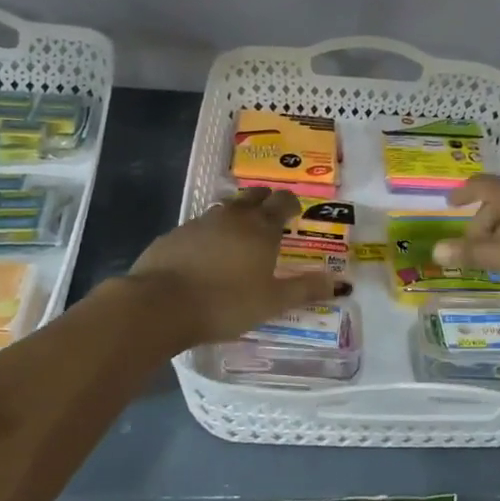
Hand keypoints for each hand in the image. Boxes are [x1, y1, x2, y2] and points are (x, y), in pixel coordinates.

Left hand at [130, 189, 347, 344]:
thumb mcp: (272, 302)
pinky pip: (198, 227)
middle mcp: (233, 217)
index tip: (295, 213)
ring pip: (225, 209)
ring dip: (236, 215)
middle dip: (265, 200)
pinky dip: (208, 234)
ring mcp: (200, 223)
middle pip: (253, 196)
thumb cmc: (225, 303)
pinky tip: (205, 254)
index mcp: (261, 228)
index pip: (282, 202)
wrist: (160, 304)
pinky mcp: (174, 235)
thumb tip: (339, 282)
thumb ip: (304, 289)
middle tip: (270, 216)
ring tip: (239, 234)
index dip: (291, 204)